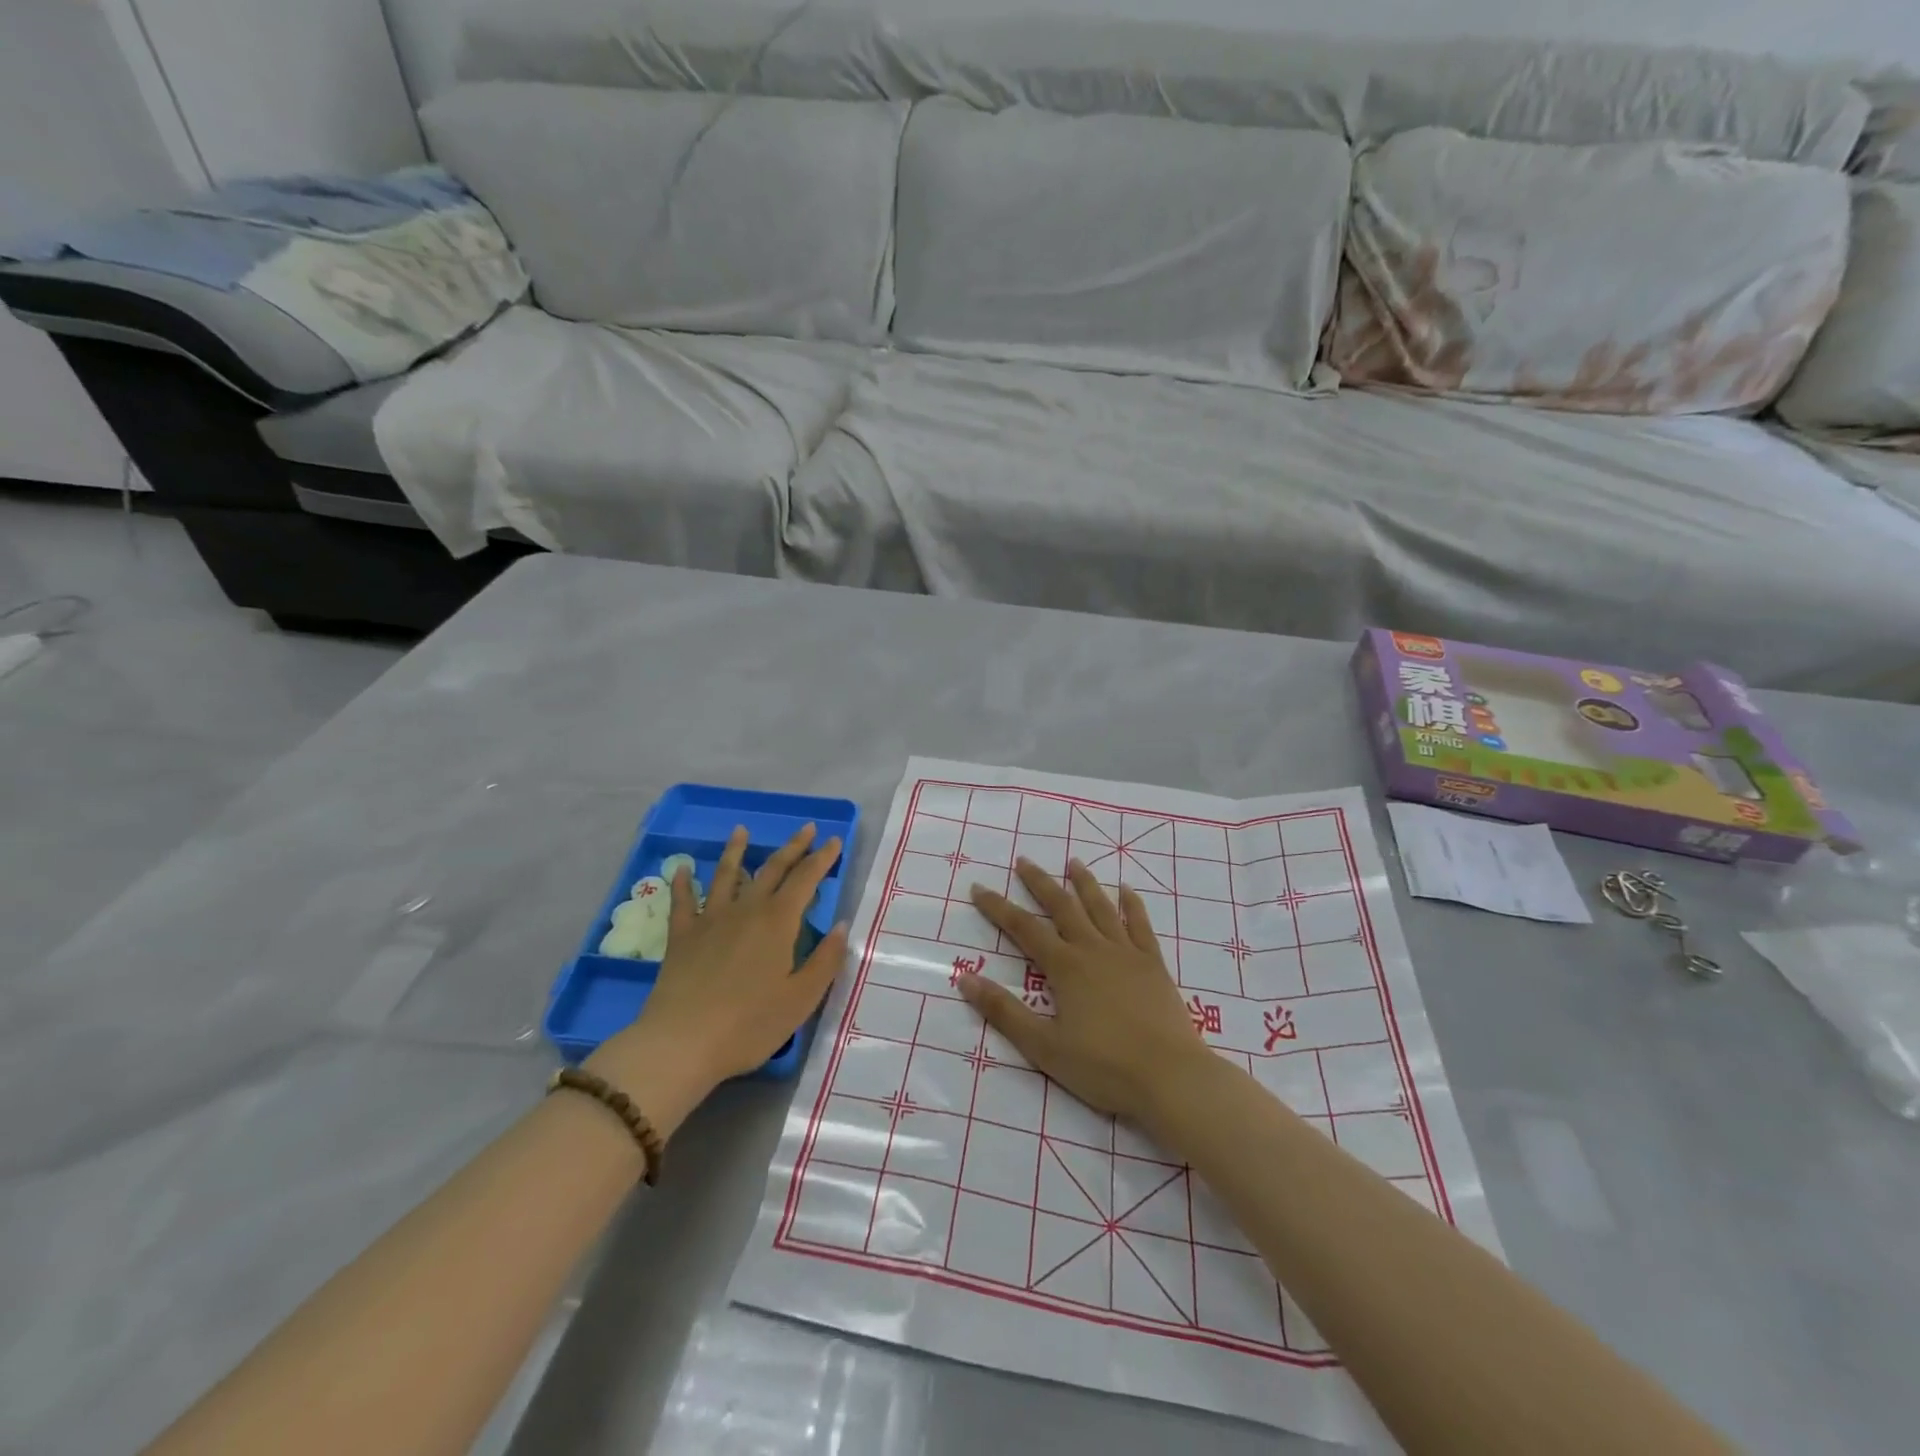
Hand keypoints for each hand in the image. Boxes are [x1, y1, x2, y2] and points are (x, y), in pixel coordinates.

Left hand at [590, 824, 846, 1128]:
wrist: (682, 1043)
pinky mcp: (682, 936)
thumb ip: (825, 960)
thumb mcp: (801, 998)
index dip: (822, 859)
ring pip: (726, 875)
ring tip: (741, 831)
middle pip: (772, 869)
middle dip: (792, 847)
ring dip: (736, 851)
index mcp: (778, 922)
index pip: (806, 880)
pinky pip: (683, 902)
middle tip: (806, 828)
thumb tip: (841, 926)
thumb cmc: (750, 1024)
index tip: (834, 840)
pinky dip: (683, 883)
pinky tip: (683, 869)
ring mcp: (710, 920)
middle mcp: (746, 910)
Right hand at [961, 859, 1213, 1134]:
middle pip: (1063, 907)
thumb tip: (965, 978)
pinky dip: (1132, 905)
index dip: (999, 907)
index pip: (1024, 928)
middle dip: (1040, 883)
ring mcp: (1127, 954)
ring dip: (1085, 883)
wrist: (1171, 1077)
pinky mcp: (1154, 965)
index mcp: (1065, 967)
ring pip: (1102, 908)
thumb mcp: (1044, 1046)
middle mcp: (1094, 950)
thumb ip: (1004, 1011)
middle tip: (1024, 861)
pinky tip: (1126, 890)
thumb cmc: (1103, 1067)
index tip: (979, 888)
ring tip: (1074, 862)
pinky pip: (1140, 926)